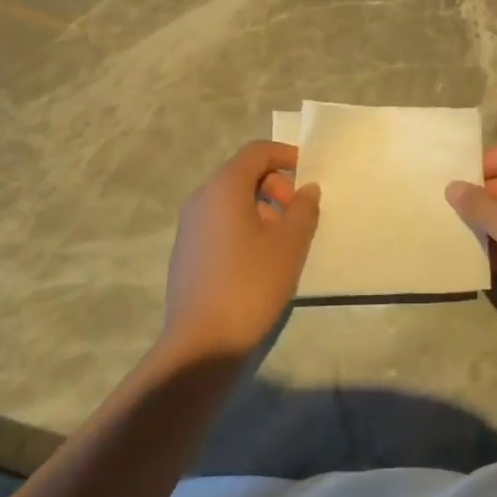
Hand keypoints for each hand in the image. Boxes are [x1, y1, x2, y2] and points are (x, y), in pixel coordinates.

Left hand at [163, 142, 320, 357]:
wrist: (202, 343)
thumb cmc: (251, 283)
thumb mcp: (290, 243)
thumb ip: (304, 209)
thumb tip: (306, 190)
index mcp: (224, 188)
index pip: (256, 152)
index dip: (285, 155)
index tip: (309, 173)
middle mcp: (201, 199)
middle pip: (242, 174)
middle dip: (275, 185)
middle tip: (298, 213)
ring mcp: (189, 227)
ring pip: (231, 201)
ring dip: (262, 208)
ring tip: (285, 240)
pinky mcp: (187, 253)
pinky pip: (220, 224)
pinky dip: (244, 227)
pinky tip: (261, 260)